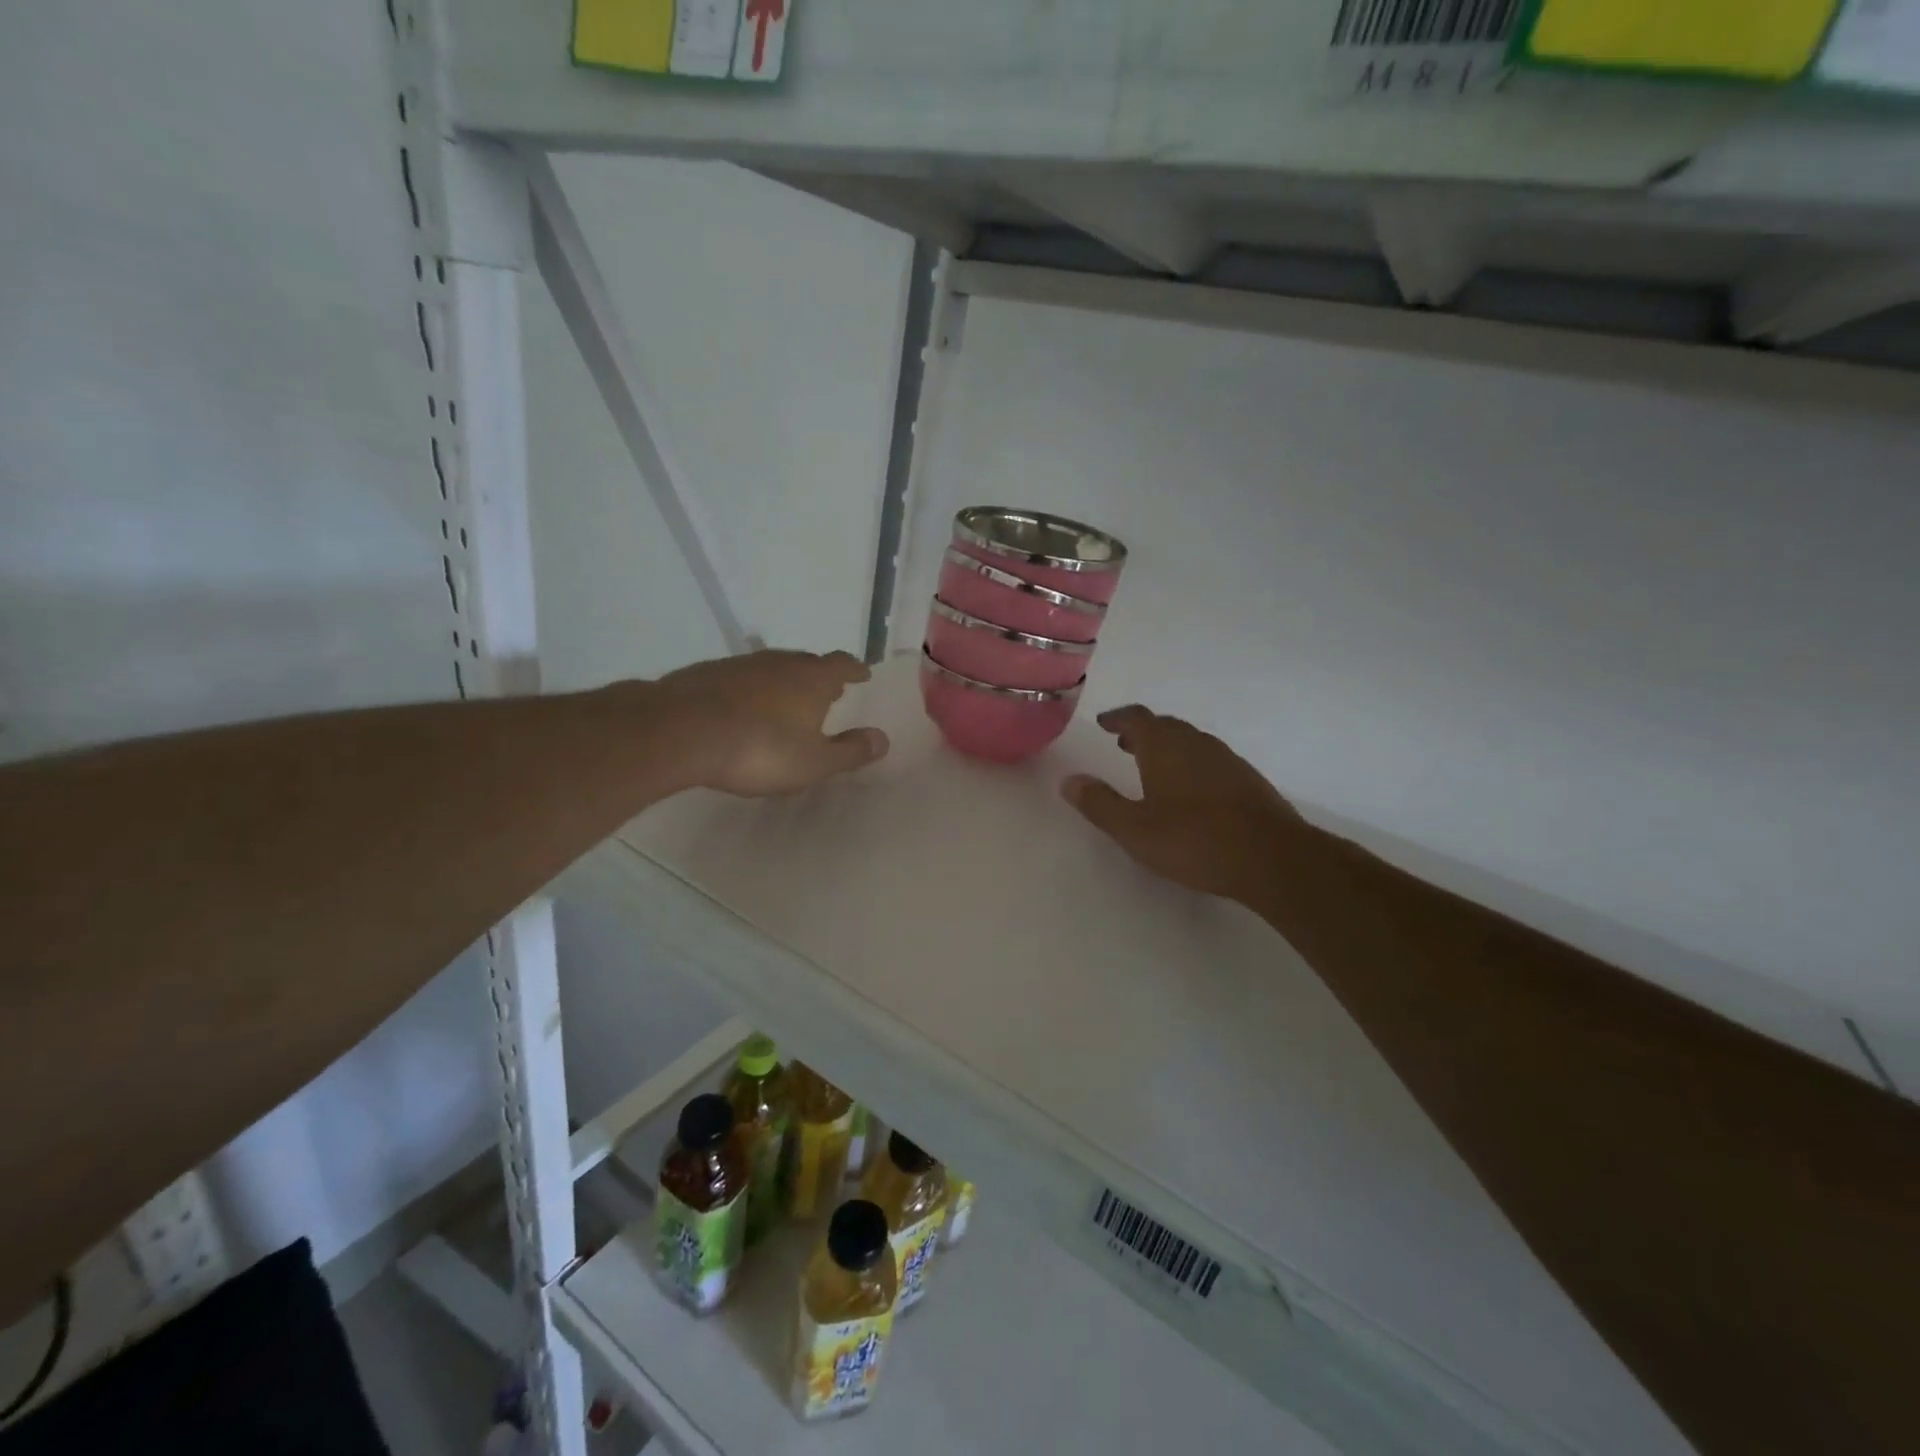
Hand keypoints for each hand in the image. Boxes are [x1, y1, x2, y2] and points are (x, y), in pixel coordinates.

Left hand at [648, 650, 888, 797]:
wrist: (681, 731)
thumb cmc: (759, 749)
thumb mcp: (813, 762)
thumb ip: (850, 751)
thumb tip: (884, 739)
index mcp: (812, 679)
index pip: (843, 664)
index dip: (854, 669)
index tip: (862, 674)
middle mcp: (780, 662)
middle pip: (807, 662)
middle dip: (819, 676)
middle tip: (826, 692)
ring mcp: (741, 664)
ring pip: (772, 668)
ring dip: (782, 682)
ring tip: (784, 702)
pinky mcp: (707, 673)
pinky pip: (740, 679)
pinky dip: (749, 691)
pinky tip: (741, 710)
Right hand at [1062, 705, 1303, 904]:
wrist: (1272, 857)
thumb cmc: (1194, 840)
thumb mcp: (1134, 829)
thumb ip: (1100, 803)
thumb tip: (1069, 780)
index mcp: (1164, 747)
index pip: (1137, 718)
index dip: (1118, 718)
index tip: (1104, 723)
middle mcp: (1196, 743)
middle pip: (1165, 726)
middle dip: (1142, 732)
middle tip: (1123, 743)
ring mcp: (1227, 760)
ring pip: (1190, 742)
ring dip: (1168, 747)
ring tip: (1152, 766)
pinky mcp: (1248, 780)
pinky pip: (1210, 760)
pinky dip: (1191, 764)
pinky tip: (1191, 791)